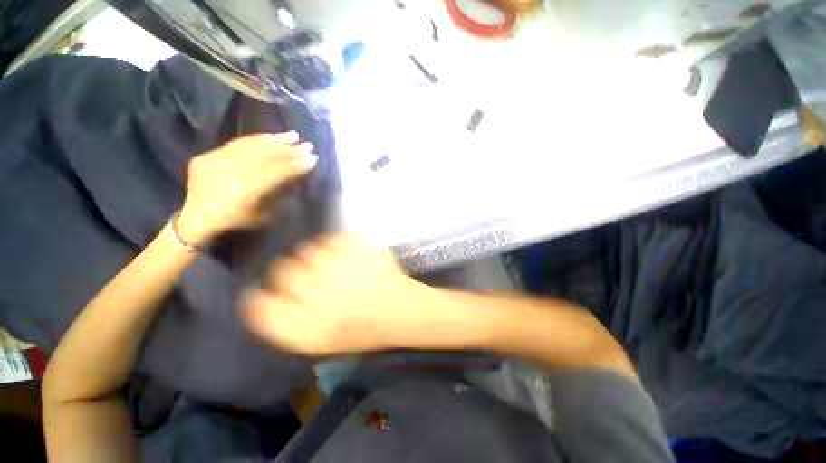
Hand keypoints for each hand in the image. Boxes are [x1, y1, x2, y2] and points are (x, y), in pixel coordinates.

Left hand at [176, 132, 315, 245]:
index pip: (276, 172)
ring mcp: (215, 161)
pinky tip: (271, 137)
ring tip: (293, 136)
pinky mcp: (207, 155)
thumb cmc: (235, 221)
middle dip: (289, 150)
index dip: (296, 165)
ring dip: (275, 140)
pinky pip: (236, 144)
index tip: (313, 159)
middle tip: (308, 146)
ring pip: (250, 146)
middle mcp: (229, 172)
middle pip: (264, 156)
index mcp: (244, 191)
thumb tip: (295, 173)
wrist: (196, 218)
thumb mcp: (263, 214)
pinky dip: (256, 139)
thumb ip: (278, 192)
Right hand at [243, 233, 445, 354]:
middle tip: (311, 278)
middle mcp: (321, 294)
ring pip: (308, 249)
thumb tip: (256, 298)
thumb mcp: (317, 342)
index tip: (272, 294)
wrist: (402, 310)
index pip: (259, 305)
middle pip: (283, 270)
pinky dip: (336, 244)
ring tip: (334, 267)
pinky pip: (334, 237)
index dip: (262, 297)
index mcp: (307, 328)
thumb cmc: (362, 331)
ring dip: (315, 257)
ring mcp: (343, 266)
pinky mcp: (362, 247)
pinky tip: (347, 256)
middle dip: (292, 273)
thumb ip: (283, 323)